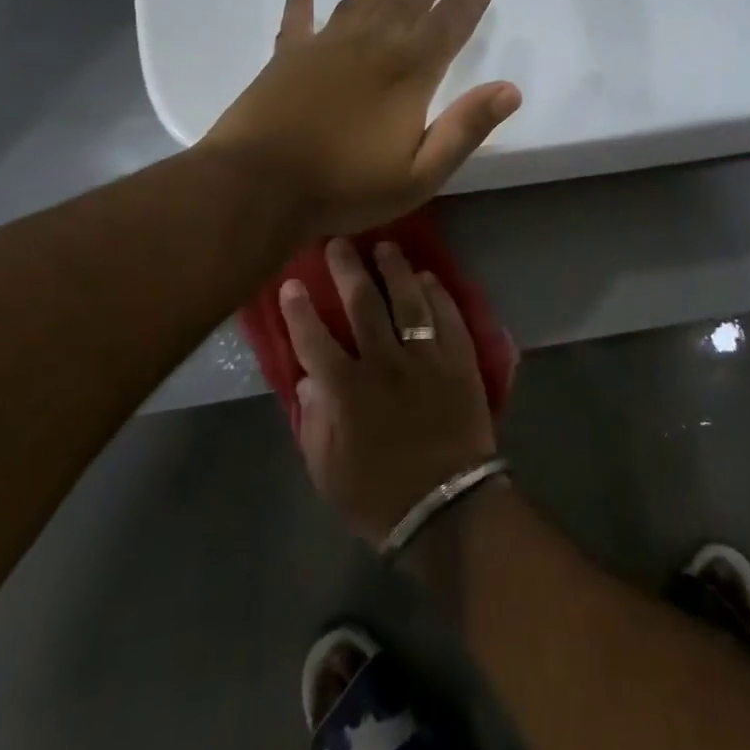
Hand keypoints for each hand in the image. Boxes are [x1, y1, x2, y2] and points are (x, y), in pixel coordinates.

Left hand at [205, 0, 520, 238]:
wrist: (258, 186)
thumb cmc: (345, 186)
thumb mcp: (420, 174)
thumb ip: (465, 129)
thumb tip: (511, 89)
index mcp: (409, 71)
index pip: (454, 17)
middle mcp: (372, 46)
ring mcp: (326, 47)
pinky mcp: (287, 58)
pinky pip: (298, 22)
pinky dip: (302, 4)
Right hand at [282, 237, 498, 545]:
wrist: (447, 507)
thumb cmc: (378, 495)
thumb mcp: (327, 471)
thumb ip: (313, 421)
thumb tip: (309, 379)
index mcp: (346, 390)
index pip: (314, 337)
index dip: (299, 308)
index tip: (291, 282)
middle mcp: (384, 362)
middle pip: (363, 303)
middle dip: (347, 268)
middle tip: (338, 242)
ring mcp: (425, 357)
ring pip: (407, 300)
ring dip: (394, 269)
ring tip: (386, 246)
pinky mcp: (458, 360)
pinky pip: (447, 316)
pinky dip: (437, 293)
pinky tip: (428, 276)